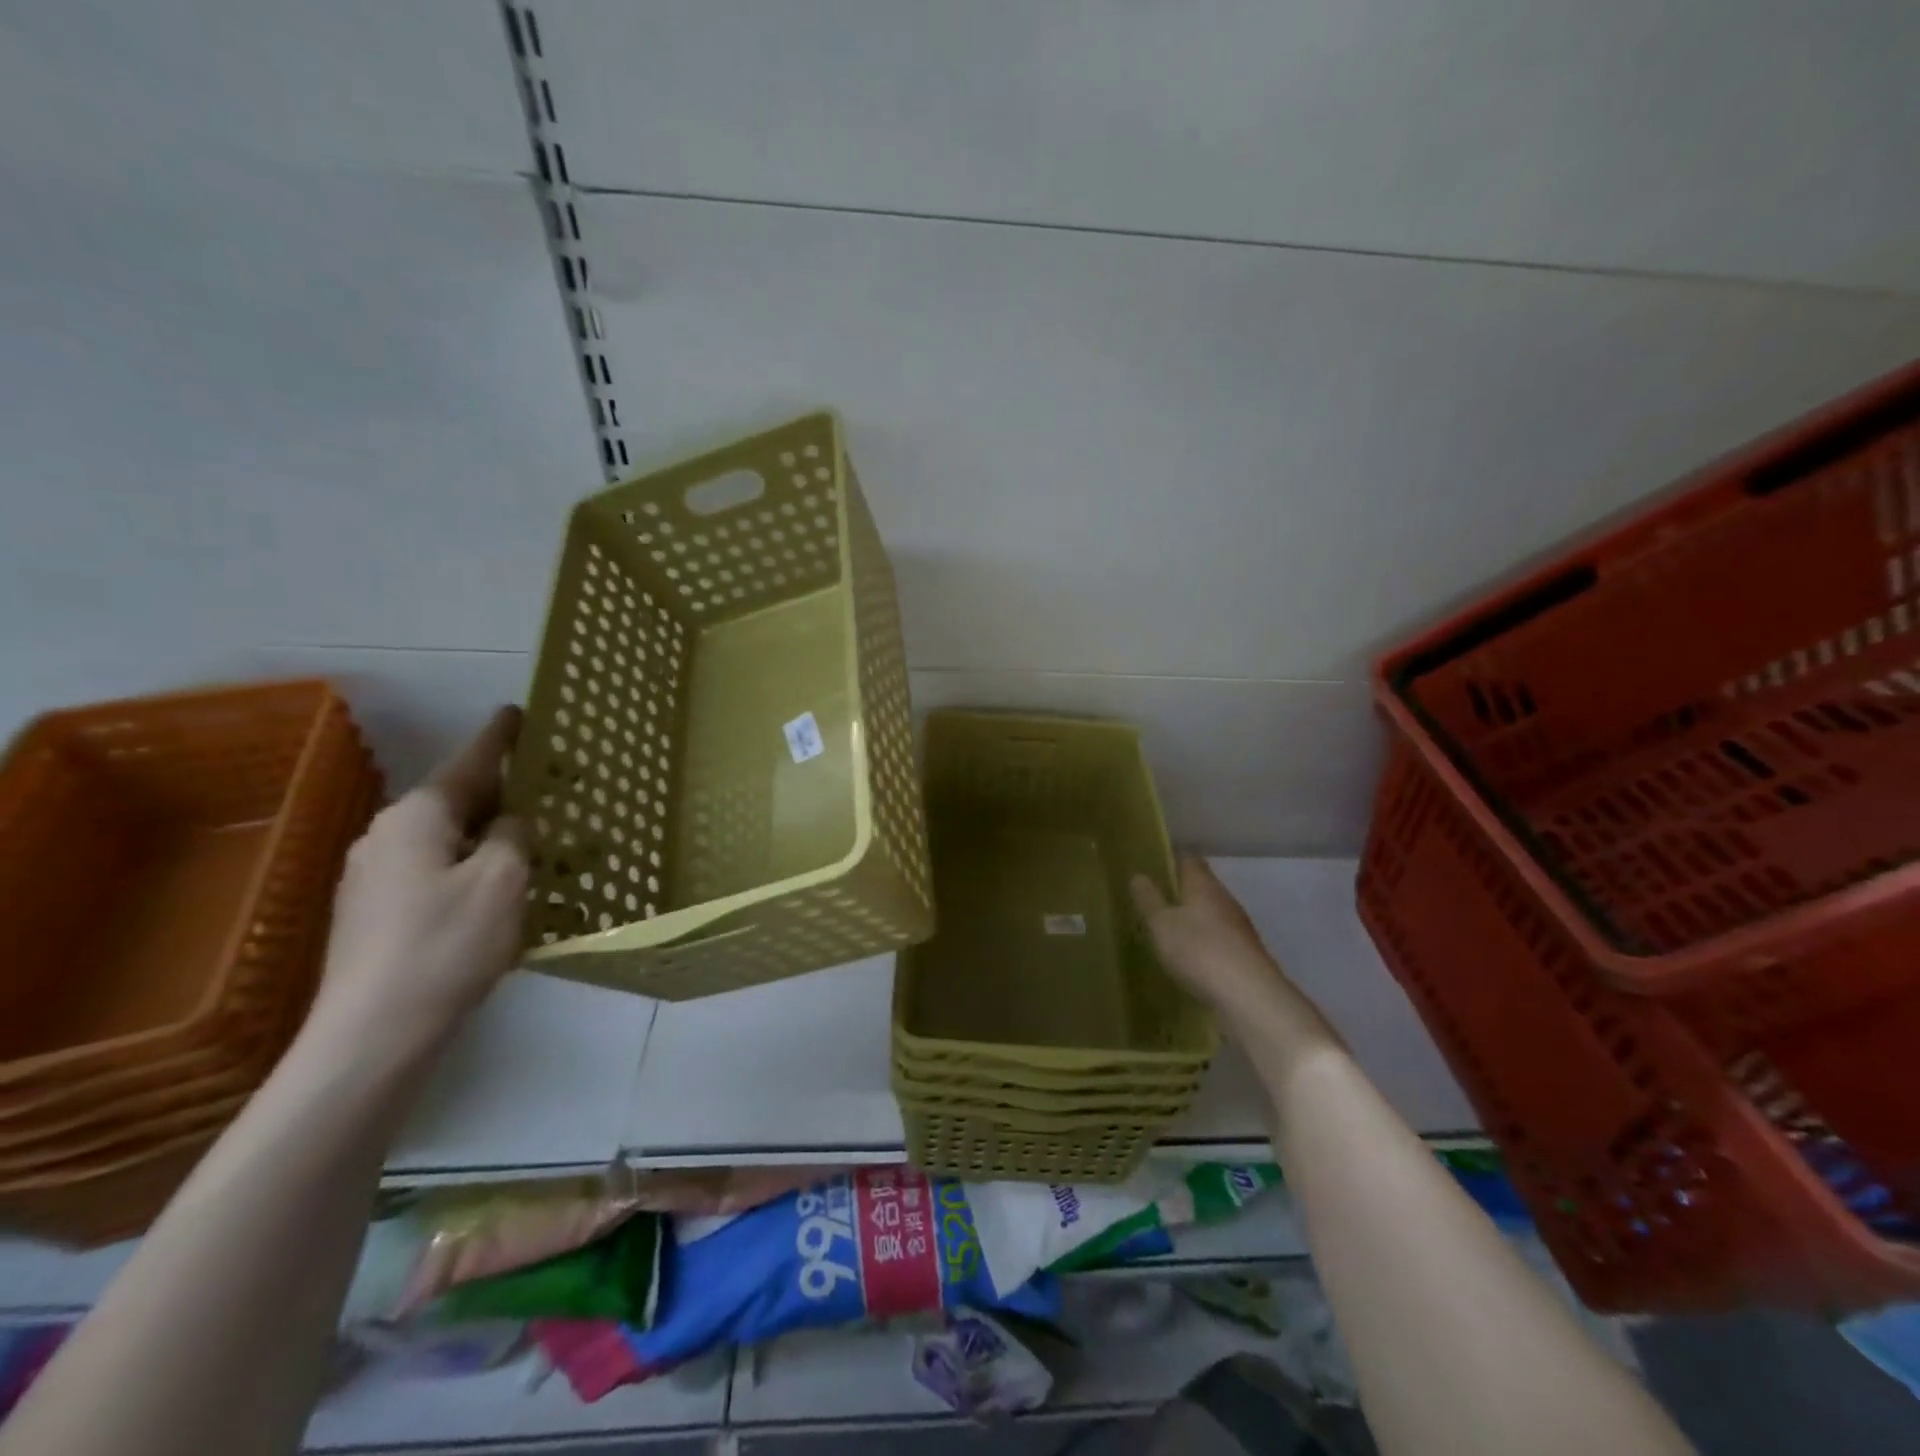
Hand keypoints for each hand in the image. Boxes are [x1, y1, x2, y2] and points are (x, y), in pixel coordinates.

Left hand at [305, 707, 530, 1065]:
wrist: (374, 1033)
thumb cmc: (448, 943)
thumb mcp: (503, 880)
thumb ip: (514, 836)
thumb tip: (511, 821)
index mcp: (418, 817)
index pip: (469, 763)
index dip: (500, 737)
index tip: (518, 711)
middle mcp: (387, 835)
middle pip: (456, 800)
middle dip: (501, 792)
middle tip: (546, 789)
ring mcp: (372, 876)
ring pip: (445, 838)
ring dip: (487, 834)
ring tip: (530, 842)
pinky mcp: (372, 913)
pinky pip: (433, 870)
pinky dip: (468, 866)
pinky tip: (495, 891)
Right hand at [1129, 857, 1341, 1062]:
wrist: (1249, 996)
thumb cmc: (1199, 950)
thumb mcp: (1161, 924)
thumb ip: (1148, 899)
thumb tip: (1138, 875)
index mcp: (1203, 884)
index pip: (1188, 858)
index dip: (1170, 858)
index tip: (1151, 864)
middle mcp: (1224, 899)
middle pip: (1201, 885)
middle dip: (1179, 890)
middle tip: (1152, 898)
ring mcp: (1238, 927)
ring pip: (1210, 912)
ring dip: (1191, 917)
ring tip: (1166, 928)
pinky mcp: (1244, 953)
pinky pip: (1217, 938)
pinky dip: (1202, 941)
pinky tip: (1187, 956)